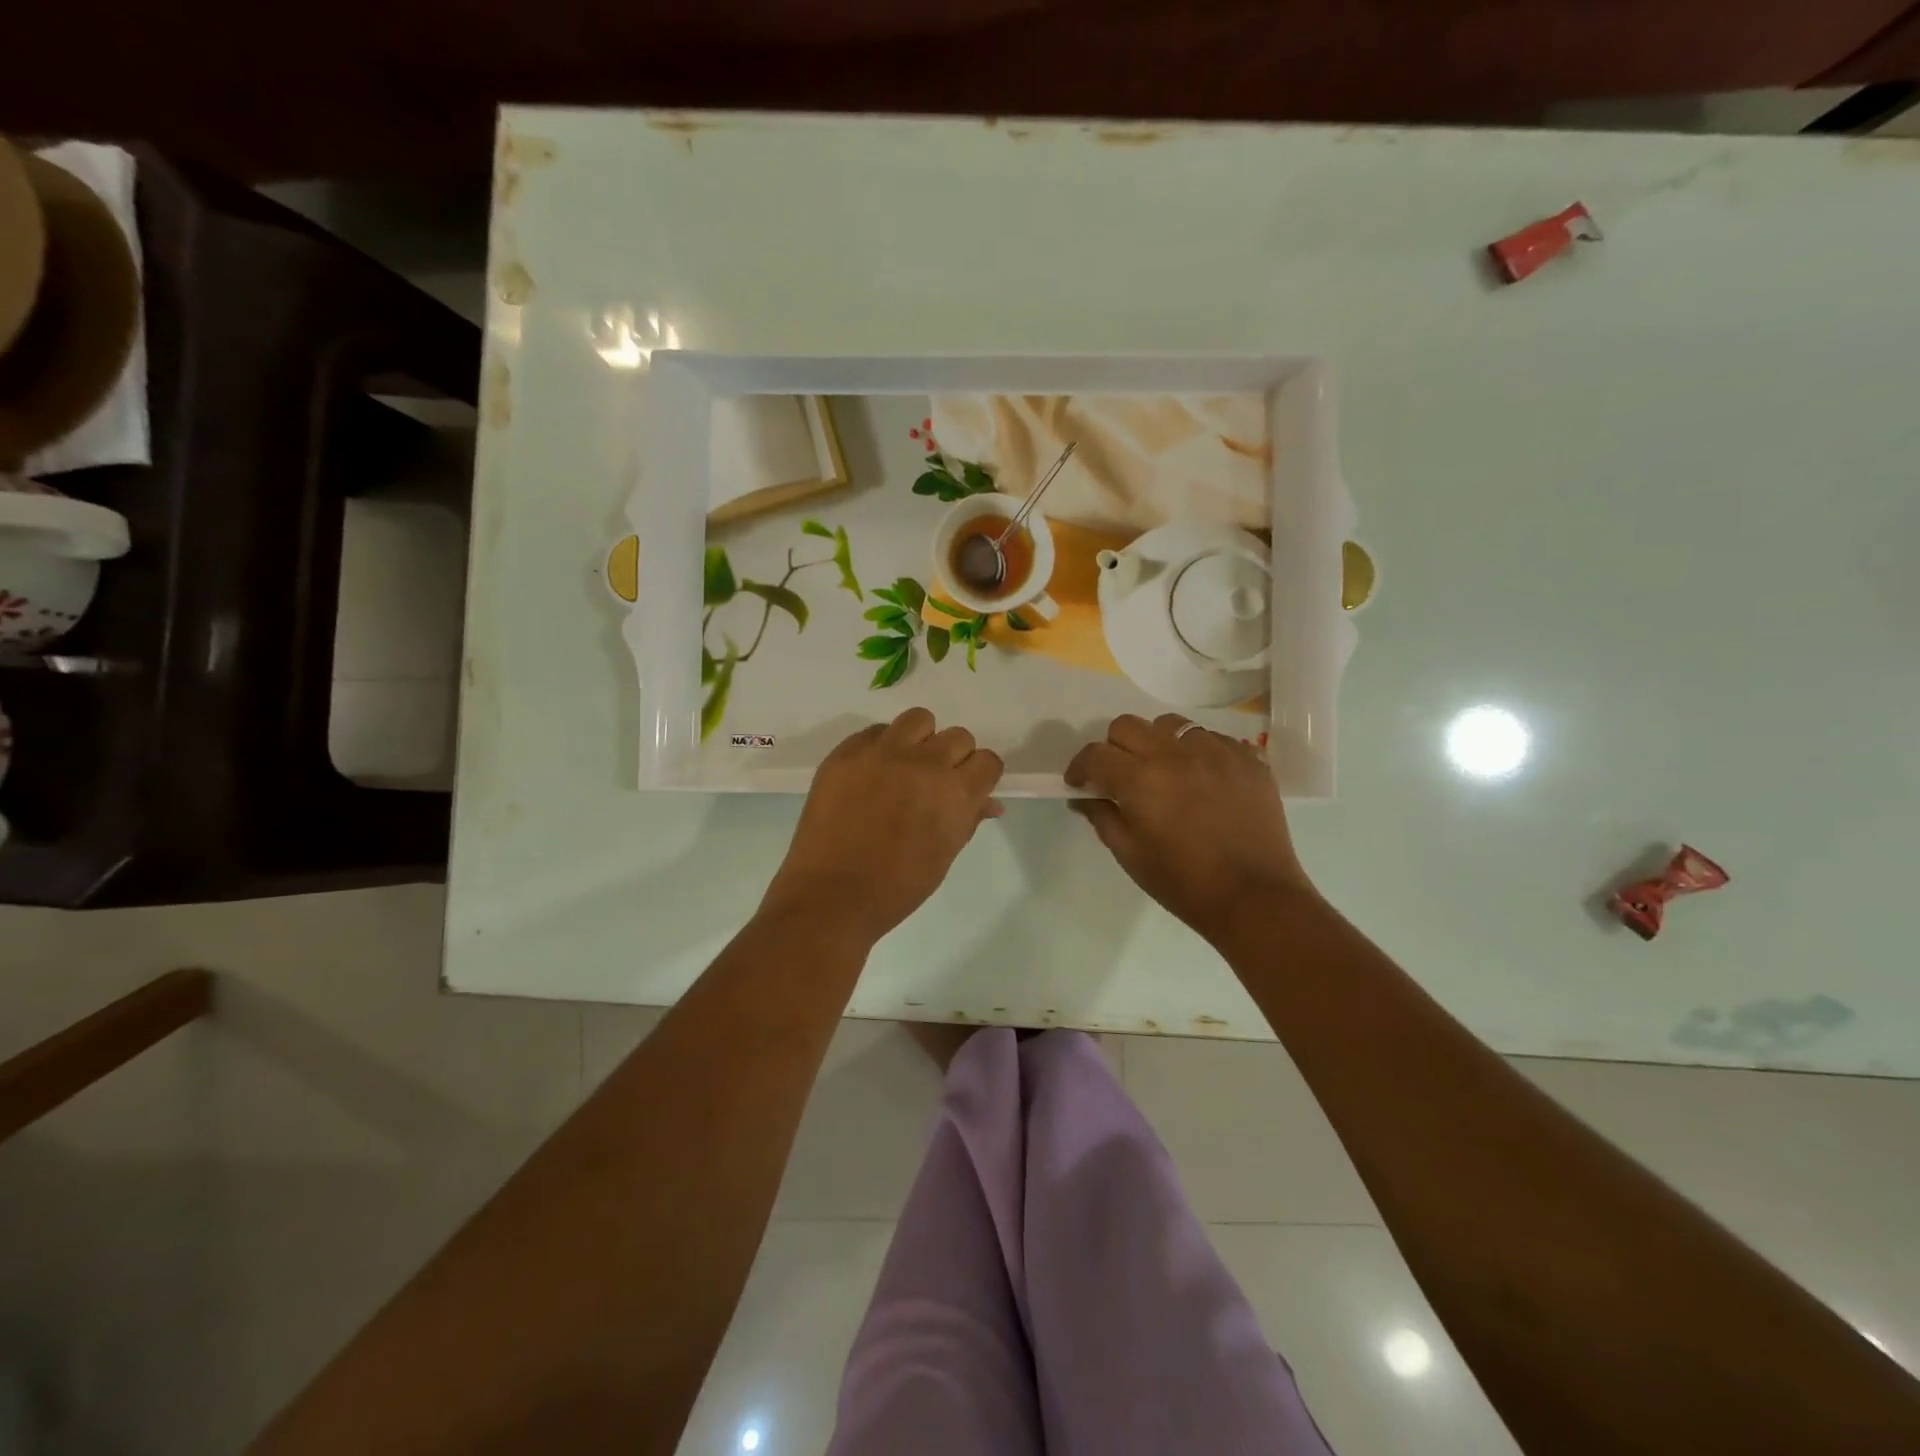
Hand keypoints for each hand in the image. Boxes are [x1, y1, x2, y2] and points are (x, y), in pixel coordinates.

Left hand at [760, 708, 1004, 943]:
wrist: (831, 895)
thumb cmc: (896, 888)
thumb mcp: (944, 856)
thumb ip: (968, 820)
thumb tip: (990, 803)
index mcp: (955, 793)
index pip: (988, 760)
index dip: (980, 775)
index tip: (968, 787)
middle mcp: (924, 763)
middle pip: (958, 736)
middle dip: (953, 758)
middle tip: (934, 783)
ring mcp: (883, 753)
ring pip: (919, 720)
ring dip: (920, 740)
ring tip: (905, 767)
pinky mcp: (847, 752)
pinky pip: (876, 732)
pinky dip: (881, 747)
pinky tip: (871, 775)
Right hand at [1065, 713, 1317, 941]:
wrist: (1255, 898)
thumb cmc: (1183, 882)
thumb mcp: (1130, 854)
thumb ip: (1102, 817)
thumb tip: (1084, 796)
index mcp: (1140, 779)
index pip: (1095, 754)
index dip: (1080, 768)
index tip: (1080, 784)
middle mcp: (1175, 753)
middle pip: (1128, 725)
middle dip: (1114, 748)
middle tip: (1120, 777)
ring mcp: (1216, 751)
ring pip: (1171, 725)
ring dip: (1157, 743)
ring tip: (1165, 772)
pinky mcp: (1248, 758)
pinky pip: (1213, 739)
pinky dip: (1198, 753)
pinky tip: (1203, 781)